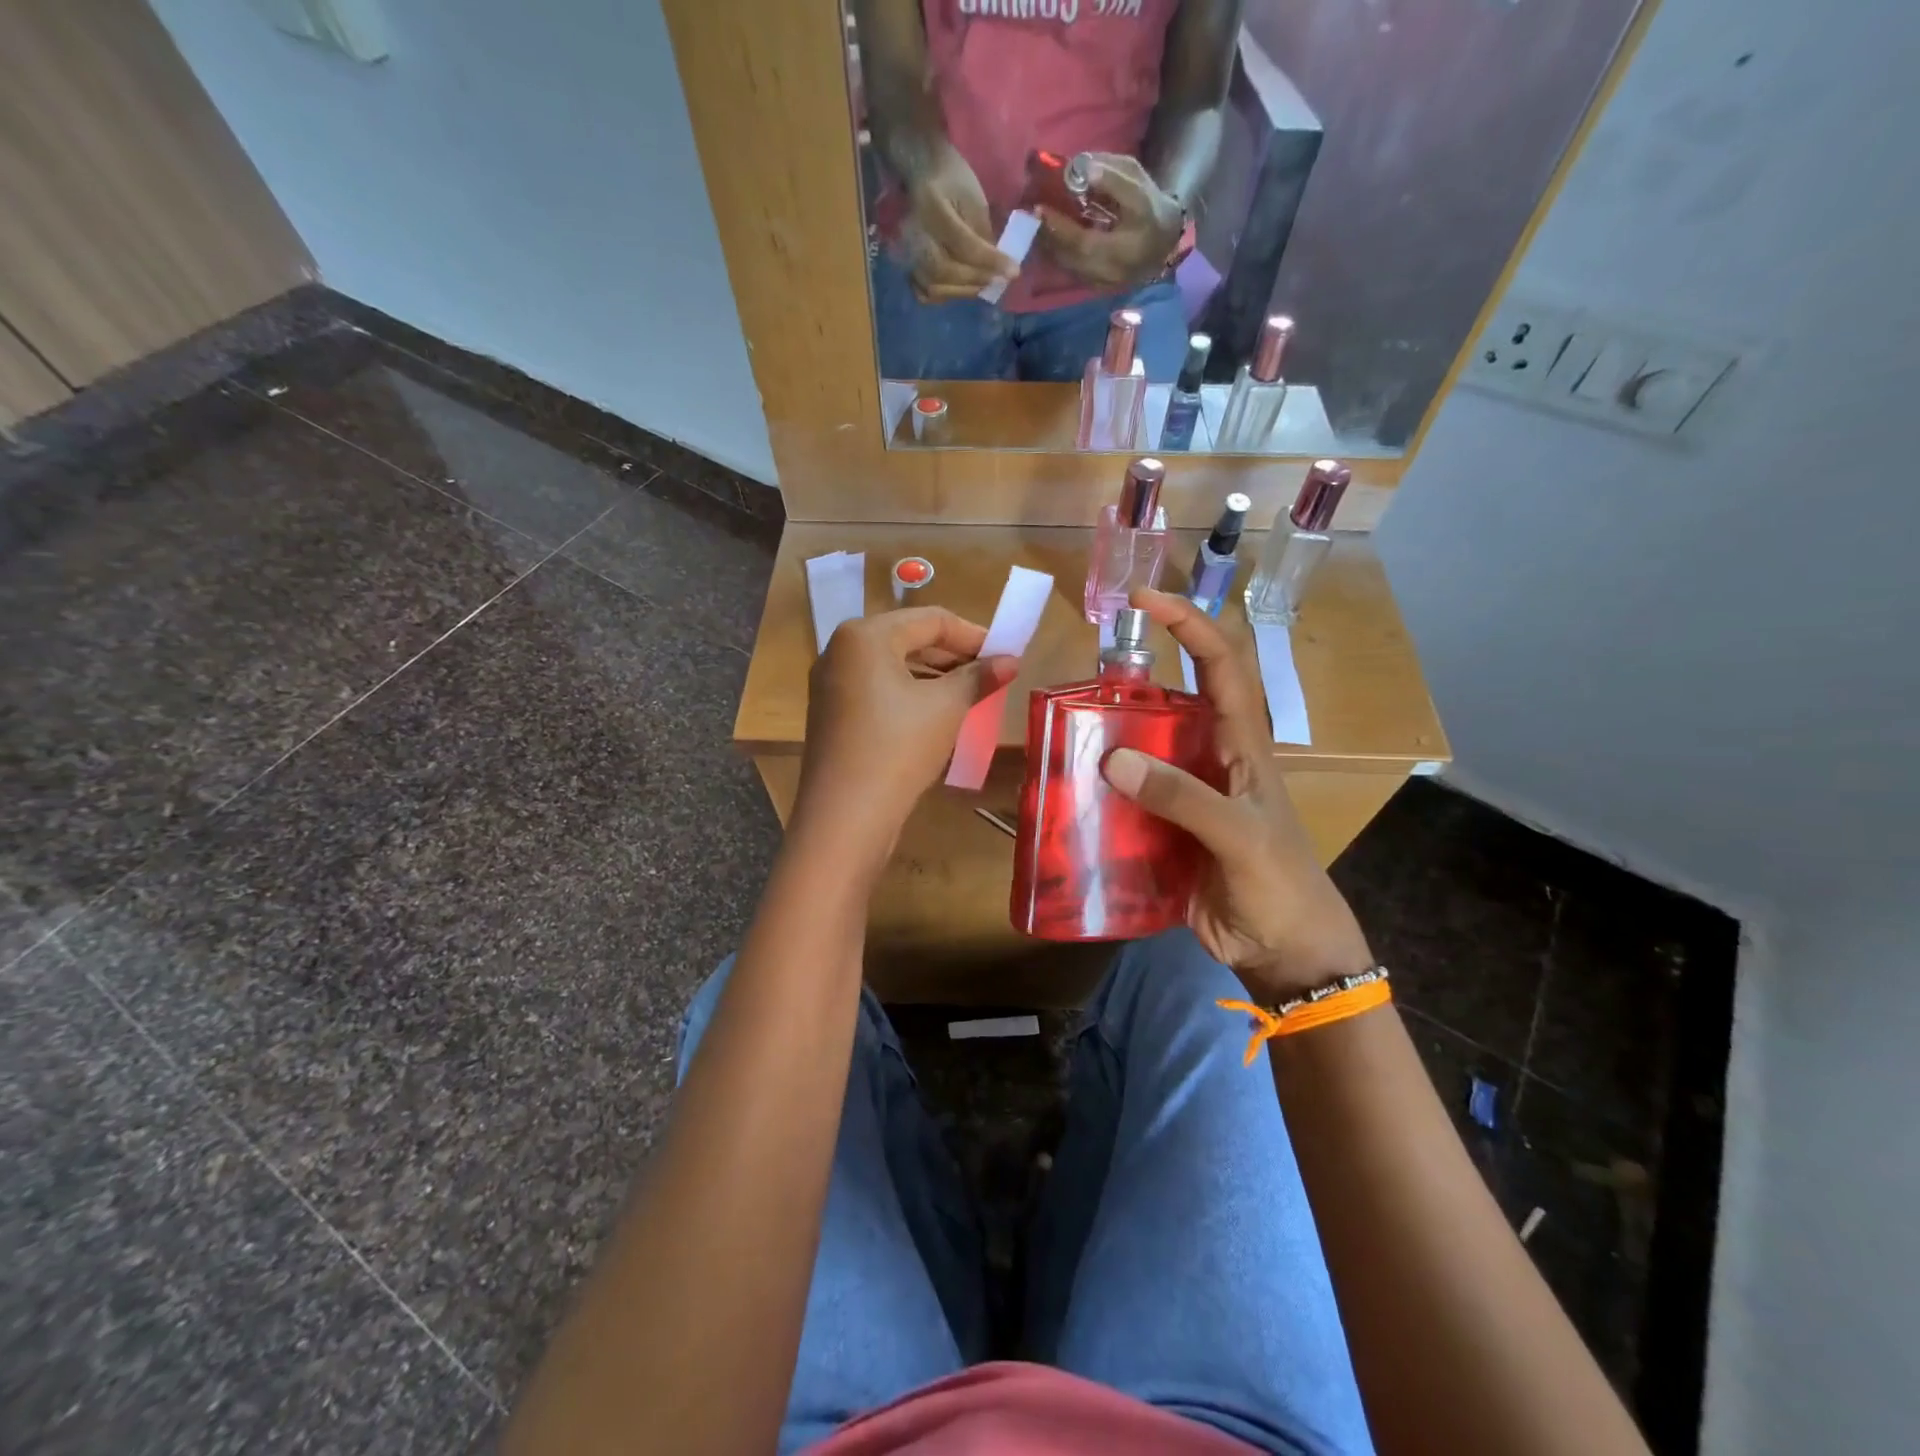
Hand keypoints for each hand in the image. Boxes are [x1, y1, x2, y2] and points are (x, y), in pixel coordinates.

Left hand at [794, 607, 1018, 863]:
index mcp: (865, 635)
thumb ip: (978, 677)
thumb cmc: (899, 747)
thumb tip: (1010, 661)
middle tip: (989, 676)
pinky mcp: (831, 714)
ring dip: (933, 677)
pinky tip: (935, 716)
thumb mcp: (946, 708)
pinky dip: (909, 695)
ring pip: (892, 667)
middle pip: (908, 639)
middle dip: (953, 656)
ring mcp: (830, 684)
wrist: (846, 815)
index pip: (931, 620)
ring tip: (969, 696)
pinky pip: (877, 690)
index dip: (973, 635)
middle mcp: (840, 650)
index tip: (1004, 654)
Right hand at [901, 145, 1020, 302]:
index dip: (991, 262)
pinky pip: (924, 292)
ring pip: (935, 287)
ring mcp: (908, 252)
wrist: (922, 173)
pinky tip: (961, 288)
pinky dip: (944, 296)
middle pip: (947, 271)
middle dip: (977, 279)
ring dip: (964, 291)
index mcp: (934, 209)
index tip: (1014, 272)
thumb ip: (983, 233)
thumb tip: (996, 265)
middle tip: (999, 280)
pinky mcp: (909, 264)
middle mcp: (916, 235)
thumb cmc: (952, 179)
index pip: (965, 245)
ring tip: (984, 285)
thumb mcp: (974, 198)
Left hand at [1035, 153, 1184, 289]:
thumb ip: (1110, 176)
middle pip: (1069, 258)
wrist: (1165, 242)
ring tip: (1034, 226)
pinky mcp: (1097, 286)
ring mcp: (1102, 283)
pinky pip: (1072, 271)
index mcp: (1123, 248)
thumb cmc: (1150, 207)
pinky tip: (1048, 240)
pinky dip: (1058, 255)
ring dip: (1049, 248)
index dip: (1059, 226)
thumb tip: (1078, 167)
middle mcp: (1109, 272)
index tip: (1039, 208)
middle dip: (1048, 237)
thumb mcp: (1137, 184)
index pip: (1082, 241)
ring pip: (1068, 267)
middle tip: (1030, 217)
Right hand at [1102, 590, 1373, 1002]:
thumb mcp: (1241, 835)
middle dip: (1129, 681)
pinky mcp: (1162, 829)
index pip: (1220, 664)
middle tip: (1079, 678)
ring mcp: (1183, 794)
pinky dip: (1097, 791)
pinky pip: (1124, 798)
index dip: (1188, 624)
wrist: (1283, 952)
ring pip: (1139, 750)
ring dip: (1105, 738)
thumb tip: (1115, 758)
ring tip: (1060, 732)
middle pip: (1168, 702)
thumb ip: (1185, 797)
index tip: (1144, 601)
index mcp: (1242, 744)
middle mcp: (1208, 758)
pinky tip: (1067, 791)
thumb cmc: (1280, 884)